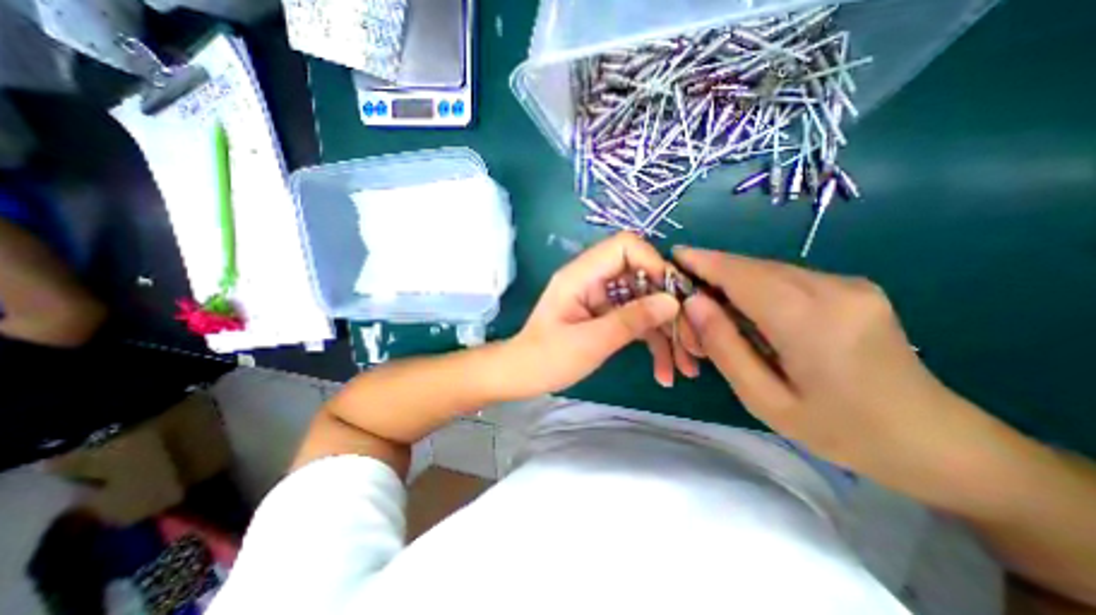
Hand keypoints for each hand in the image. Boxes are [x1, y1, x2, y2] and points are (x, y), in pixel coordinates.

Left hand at [508, 230, 700, 394]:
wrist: (522, 375)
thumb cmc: (548, 358)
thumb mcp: (591, 341)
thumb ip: (631, 319)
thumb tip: (672, 301)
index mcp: (581, 275)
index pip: (625, 246)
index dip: (653, 264)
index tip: (674, 297)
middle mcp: (593, 279)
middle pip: (642, 277)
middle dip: (668, 307)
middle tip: (691, 339)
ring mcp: (600, 298)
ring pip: (643, 302)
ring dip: (665, 331)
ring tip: (684, 366)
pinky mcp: (604, 315)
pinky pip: (635, 319)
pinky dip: (651, 341)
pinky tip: (664, 370)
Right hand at [678, 247, 976, 476]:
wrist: (935, 441)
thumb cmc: (840, 430)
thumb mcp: (764, 399)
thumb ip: (724, 346)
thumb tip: (693, 303)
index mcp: (809, 318)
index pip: (739, 274)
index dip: (702, 261)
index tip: (673, 256)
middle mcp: (831, 287)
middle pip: (751, 267)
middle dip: (712, 277)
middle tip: (688, 305)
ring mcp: (847, 283)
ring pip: (767, 270)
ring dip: (732, 284)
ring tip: (714, 315)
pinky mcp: (852, 287)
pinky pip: (785, 278)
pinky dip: (755, 289)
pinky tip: (749, 315)